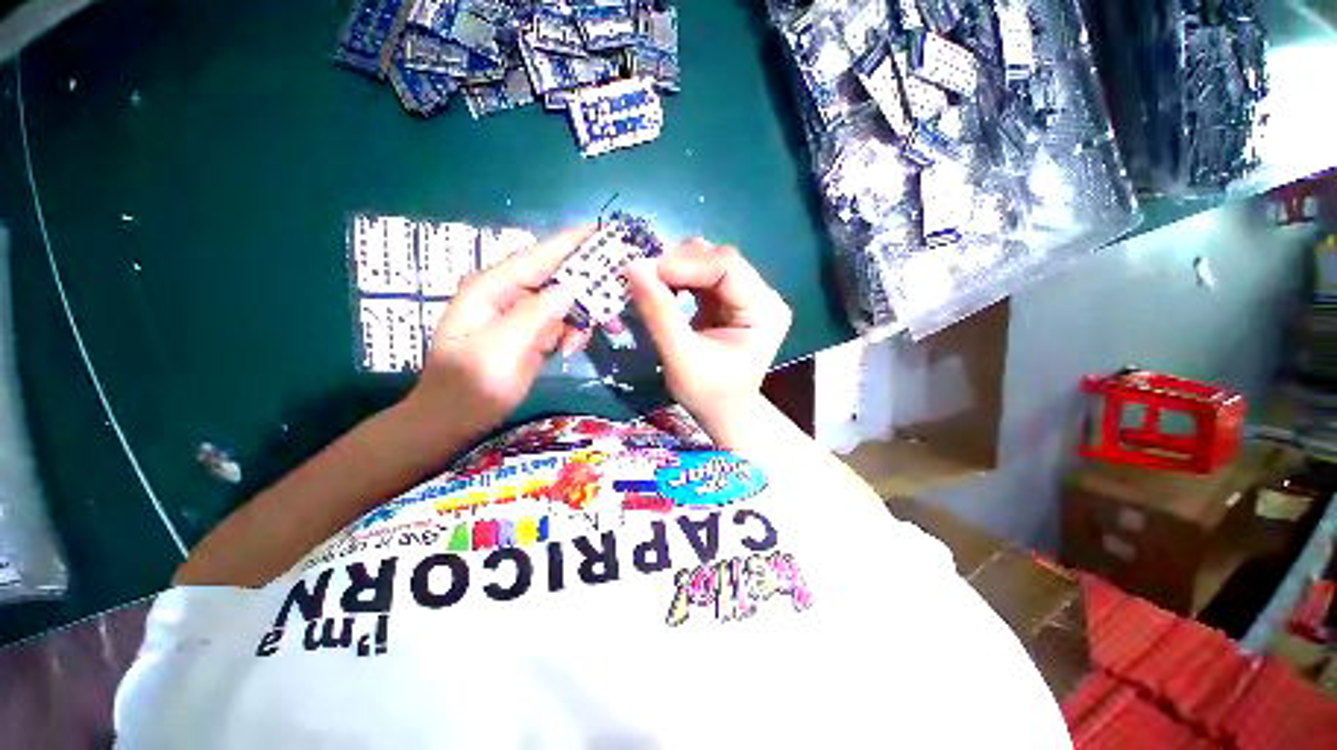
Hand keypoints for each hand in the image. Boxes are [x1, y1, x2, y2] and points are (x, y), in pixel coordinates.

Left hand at [408, 228, 592, 436]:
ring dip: (583, 316)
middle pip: (557, 277)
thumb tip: (570, 289)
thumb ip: (536, 315)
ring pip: (566, 302)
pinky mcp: (533, 334)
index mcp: (493, 288)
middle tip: (617, 295)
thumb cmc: (471, 384)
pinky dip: (575, 333)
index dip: (571, 242)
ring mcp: (522, 315)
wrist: (456, 419)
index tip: (604, 230)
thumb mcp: (501, 348)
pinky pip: (564, 323)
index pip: (538, 256)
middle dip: (588, 286)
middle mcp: (509, 294)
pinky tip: (571, 349)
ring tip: (591, 337)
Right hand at [626, 239, 791, 446]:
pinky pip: (701, 277)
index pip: (727, 266)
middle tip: (643, 279)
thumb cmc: (708, 394)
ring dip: (676, 270)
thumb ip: (659, 315)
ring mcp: (746, 296)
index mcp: (764, 311)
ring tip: (650, 285)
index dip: (686, 263)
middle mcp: (762, 295)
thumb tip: (632, 267)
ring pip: (708, 263)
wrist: (724, 413)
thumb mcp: (681, 359)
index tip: (645, 272)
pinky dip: (678, 280)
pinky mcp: (729, 300)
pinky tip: (662, 291)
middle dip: (678, 266)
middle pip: (718, 260)